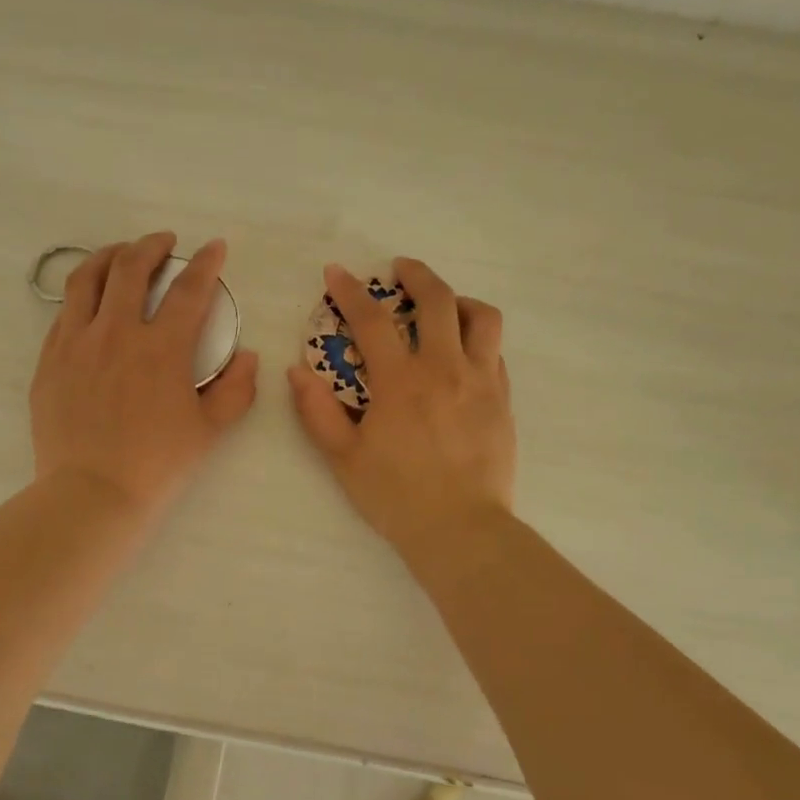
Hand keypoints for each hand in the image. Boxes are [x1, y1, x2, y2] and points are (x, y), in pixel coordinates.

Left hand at [31, 232, 258, 516]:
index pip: (189, 290)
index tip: (214, 248)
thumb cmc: (157, 464)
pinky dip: (81, 296)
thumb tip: (247, 357)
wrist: (92, 493)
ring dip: (107, 256)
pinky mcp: (49, 361)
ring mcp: (75, 343)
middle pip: (130, 267)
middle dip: (151, 246)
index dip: (206, 263)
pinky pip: (63, 313)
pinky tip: (89, 303)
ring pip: (86, 278)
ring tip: (120, 255)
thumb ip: (236, 390)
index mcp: (161, 348)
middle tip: (163, 243)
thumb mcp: (210, 431)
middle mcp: (115, 332)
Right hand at [287, 258, 515, 557]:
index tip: (337, 273)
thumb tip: (297, 371)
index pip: (372, 320)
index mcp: (401, 382)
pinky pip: (496, 351)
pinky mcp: (503, 399)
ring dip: (459, 300)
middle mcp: (445, 369)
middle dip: (416, 275)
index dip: (351, 292)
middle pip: (438, 300)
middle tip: (399, 270)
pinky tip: (462, 352)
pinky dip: (477, 338)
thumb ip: (318, 412)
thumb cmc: (396, 496)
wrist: (461, 529)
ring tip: (443, 306)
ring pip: (482, 318)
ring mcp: (482, 381)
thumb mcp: (343, 458)